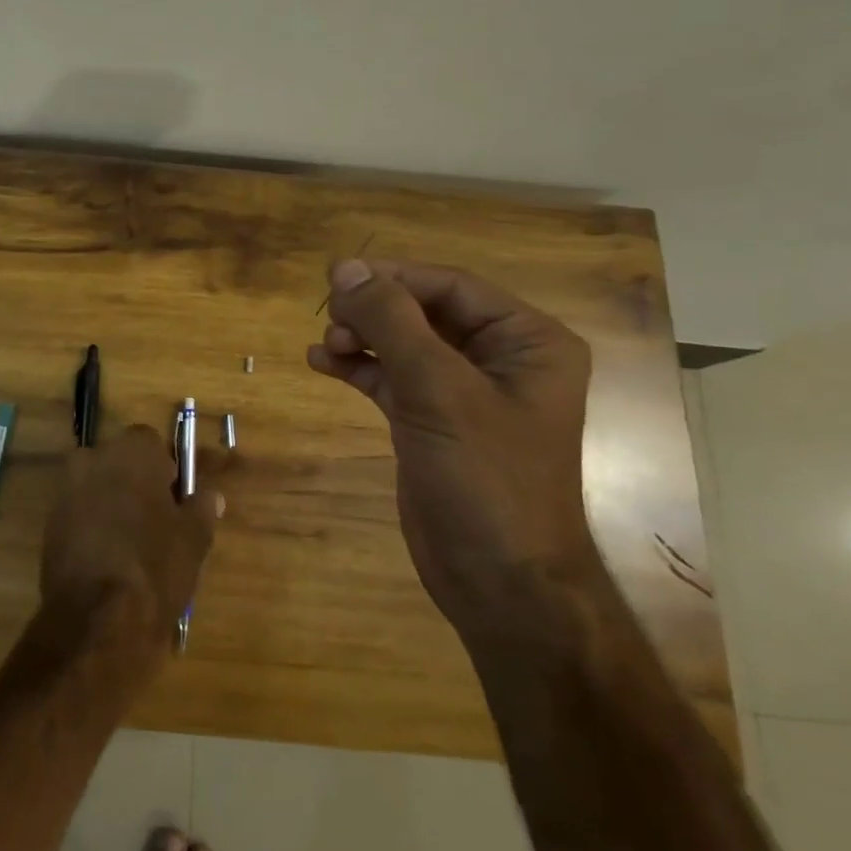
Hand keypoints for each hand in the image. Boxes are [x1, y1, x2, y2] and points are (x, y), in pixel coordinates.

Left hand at [40, 425, 223, 660]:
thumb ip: (201, 509)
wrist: (98, 616)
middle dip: (132, 483)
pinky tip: (106, 561)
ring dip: (109, 505)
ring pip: (94, 488)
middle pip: (118, 463)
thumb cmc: (156, 565)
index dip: (164, 468)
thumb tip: (210, 496)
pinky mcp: (48, 524)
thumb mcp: (194, 539)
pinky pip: (77, 515)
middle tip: (153, 521)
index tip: (173, 497)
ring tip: (130, 545)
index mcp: (131, 452)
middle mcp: (93, 459)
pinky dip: (90, 529)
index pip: (150, 443)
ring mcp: (65, 491)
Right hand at [306, 259, 599, 640]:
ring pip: (404, 343)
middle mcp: (500, 358)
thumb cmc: (485, 478)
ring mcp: (464, 392)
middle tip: (330, 320)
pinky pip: (392, 377)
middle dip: (375, 312)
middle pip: (424, 311)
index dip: (392, 277)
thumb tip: (346, 268)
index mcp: (527, 341)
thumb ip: (392, 323)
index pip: (451, 286)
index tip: (336, 277)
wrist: (498, 581)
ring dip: (362, 338)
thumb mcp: (438, 390)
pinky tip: (323, 363)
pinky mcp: (432, 421)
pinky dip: (359, 367)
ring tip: (327, 346)